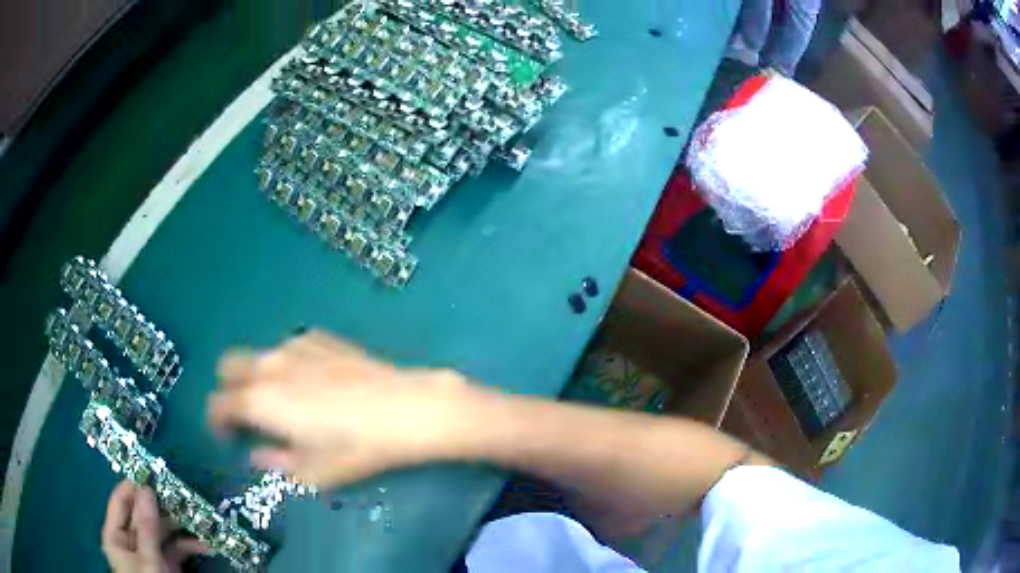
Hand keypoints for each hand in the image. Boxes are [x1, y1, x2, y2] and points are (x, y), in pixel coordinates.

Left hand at [102, 480, 210, 572]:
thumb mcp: (147, 559)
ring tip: (200, 520)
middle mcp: (130, 540)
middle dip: (165, 508)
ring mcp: (149, 553)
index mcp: (116, 535)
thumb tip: (146, 487)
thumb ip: (146, 527)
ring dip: (181, 527)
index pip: (121, 501)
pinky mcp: (165, 565)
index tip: (153, 471)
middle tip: (184, 496)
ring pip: (162, 531)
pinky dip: (189, 546)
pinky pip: (175, 549)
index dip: (134, 485)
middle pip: (144, 515)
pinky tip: (205, 545)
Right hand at [208, 331, 483, 486]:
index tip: (226, 435)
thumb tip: (256, 454)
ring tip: (281, 401)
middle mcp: (269, 365)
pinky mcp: (320, 338)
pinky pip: (289, 349)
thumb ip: (275, 461)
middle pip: (228, 367)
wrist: (406, 408)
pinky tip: (312, 383)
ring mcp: (295, 346)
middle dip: (228, 390)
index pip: (218, 403)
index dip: (216, 420)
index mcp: (260, 399)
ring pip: (258, 355)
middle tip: (246, 415)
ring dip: (257, 376)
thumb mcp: (313, 470)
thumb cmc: (357, 448)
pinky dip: (286, 365)